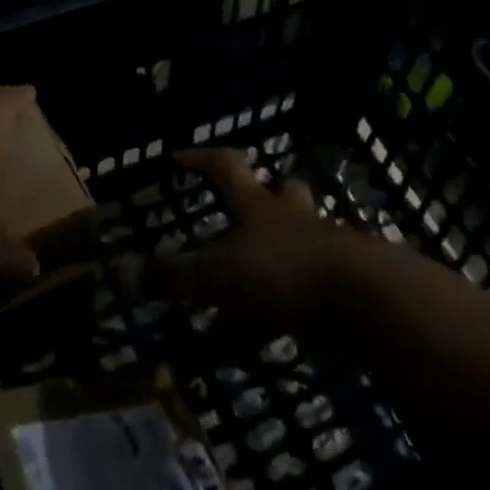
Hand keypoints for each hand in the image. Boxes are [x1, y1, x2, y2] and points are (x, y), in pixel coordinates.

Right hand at [151, 147, 347, 330]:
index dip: (200, 158)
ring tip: (253, 280)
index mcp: (259, 206)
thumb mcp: (217, 276)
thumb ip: (173, 277)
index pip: (226, 167)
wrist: (365, 302)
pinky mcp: (345, 285)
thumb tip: (124, 272)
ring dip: (280, 250)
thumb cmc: (282, 273)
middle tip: (246, 206)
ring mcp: (324, 249)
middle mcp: (292, 219)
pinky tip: (275, 331)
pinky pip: (312, 286)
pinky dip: (292, 302)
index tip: (179, 157)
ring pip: (302, 236)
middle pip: (282, 190)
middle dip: (266, 192)